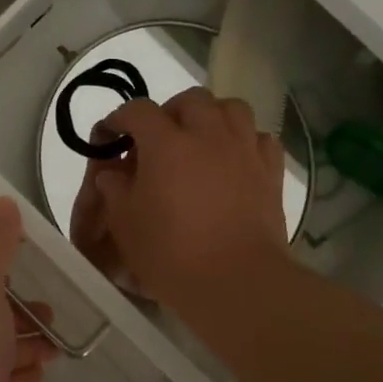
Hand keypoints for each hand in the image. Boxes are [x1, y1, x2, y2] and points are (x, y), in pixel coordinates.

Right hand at [70, 88, 289, 312]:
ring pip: (231, 108)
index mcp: (166, 143)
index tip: (111, 135)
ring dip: (212, 116)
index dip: (121, 118)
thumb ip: (114, 189)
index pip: (138, 110)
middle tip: (160, 139)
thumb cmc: (172, 254)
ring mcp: (243, 150)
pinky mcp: (270, 172)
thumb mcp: (125, 224)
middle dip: (171, 111)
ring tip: (201, 141)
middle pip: (190, 99)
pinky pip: (259, 138)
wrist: (237, 282)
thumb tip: (113, 172)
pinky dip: (245, 141)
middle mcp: (207, 134)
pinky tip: (235, 160)